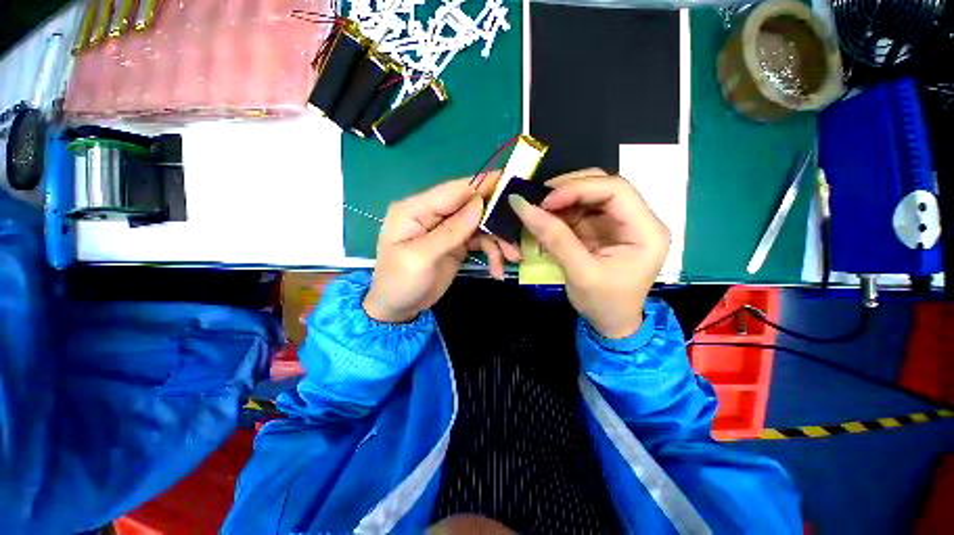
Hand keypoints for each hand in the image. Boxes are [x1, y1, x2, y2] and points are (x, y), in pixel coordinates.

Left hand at [364, 173, 520, 322]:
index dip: (482, 184)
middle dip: (496, 218)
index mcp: (416, 209)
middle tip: (519, 230)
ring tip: (512, 257)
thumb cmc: (400, 282)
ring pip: (480, 224)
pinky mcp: (457, 243)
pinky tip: (498, 269)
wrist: (398, 307)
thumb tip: (479, 205)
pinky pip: (480, 241)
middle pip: (472, 205)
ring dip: (498, 240)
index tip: (511, 181)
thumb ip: (450, 231)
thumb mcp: (421, 258)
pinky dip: (492, 252)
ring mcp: (447, 228)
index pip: (454, 190)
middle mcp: (433, 213)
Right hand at [509, 169, 669, 337]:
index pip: (616, 190)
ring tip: (537, 209)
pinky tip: (545, 219)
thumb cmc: (604, 304)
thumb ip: (554, 239)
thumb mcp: (579, 273)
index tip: (546, 201)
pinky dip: (560, 212)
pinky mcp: (602, 229)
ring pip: (589, 196)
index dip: (578, 188)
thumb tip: (523, 207)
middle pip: (602, 187)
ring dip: (561, 200)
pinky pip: (579, 211)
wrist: (611, 324)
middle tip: (538, 200)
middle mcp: (636, 219)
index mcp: (646, 230)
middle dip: (568, 189)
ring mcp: (618, 223)